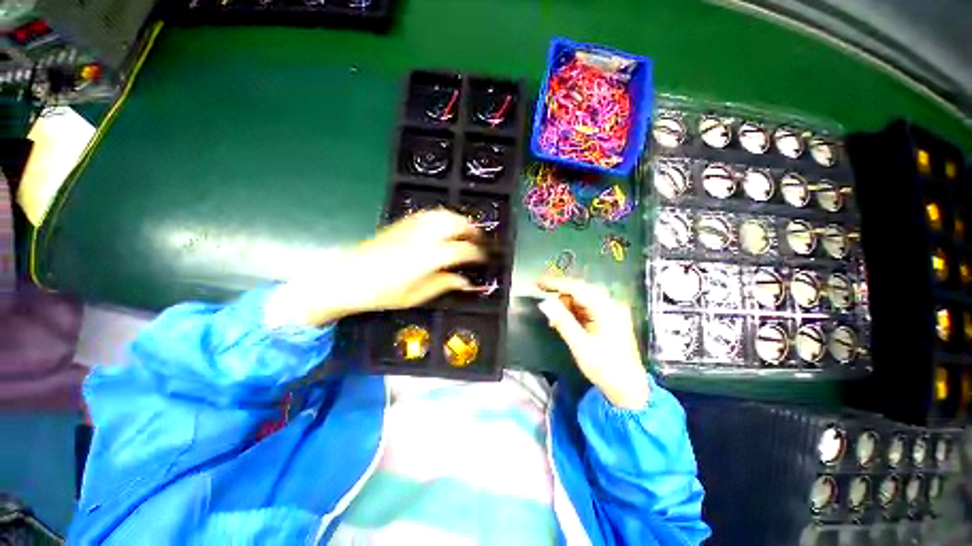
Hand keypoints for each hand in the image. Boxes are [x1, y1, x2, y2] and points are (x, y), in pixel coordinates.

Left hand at [266, 209, 484, 325]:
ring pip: (443, 214)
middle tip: (479, 240)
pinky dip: (442, 217)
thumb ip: (444, 284)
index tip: (483, 258)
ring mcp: (412, 227)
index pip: (463, 249)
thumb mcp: (417, 295)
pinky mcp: (402, 223)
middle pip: (456, 223)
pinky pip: (429, 214)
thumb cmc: (383, 293)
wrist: (347, 277)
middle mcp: (424, 237)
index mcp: (430, 257)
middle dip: (472, 229)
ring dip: (459, 220)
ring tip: (465, 231)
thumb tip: (465, 282)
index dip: (477, 253)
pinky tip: (444, 226)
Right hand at [537, 276, 648, 409]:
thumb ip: (562, 321)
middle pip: (580, 291)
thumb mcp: (580, 345)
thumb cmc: (605, 368)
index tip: (538, 283)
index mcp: (607, 309)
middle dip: (560, 297)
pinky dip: (573, 313)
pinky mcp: (608, 319)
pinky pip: (586, 309)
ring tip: (554, 322)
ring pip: (582, 300)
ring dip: (566, 307)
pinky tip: (564, 323)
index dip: (556, 284)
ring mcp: (611, 312)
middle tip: (545, 308)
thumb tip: (544, 303)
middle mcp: (611, 305)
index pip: (578, 288)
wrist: (628, 389)